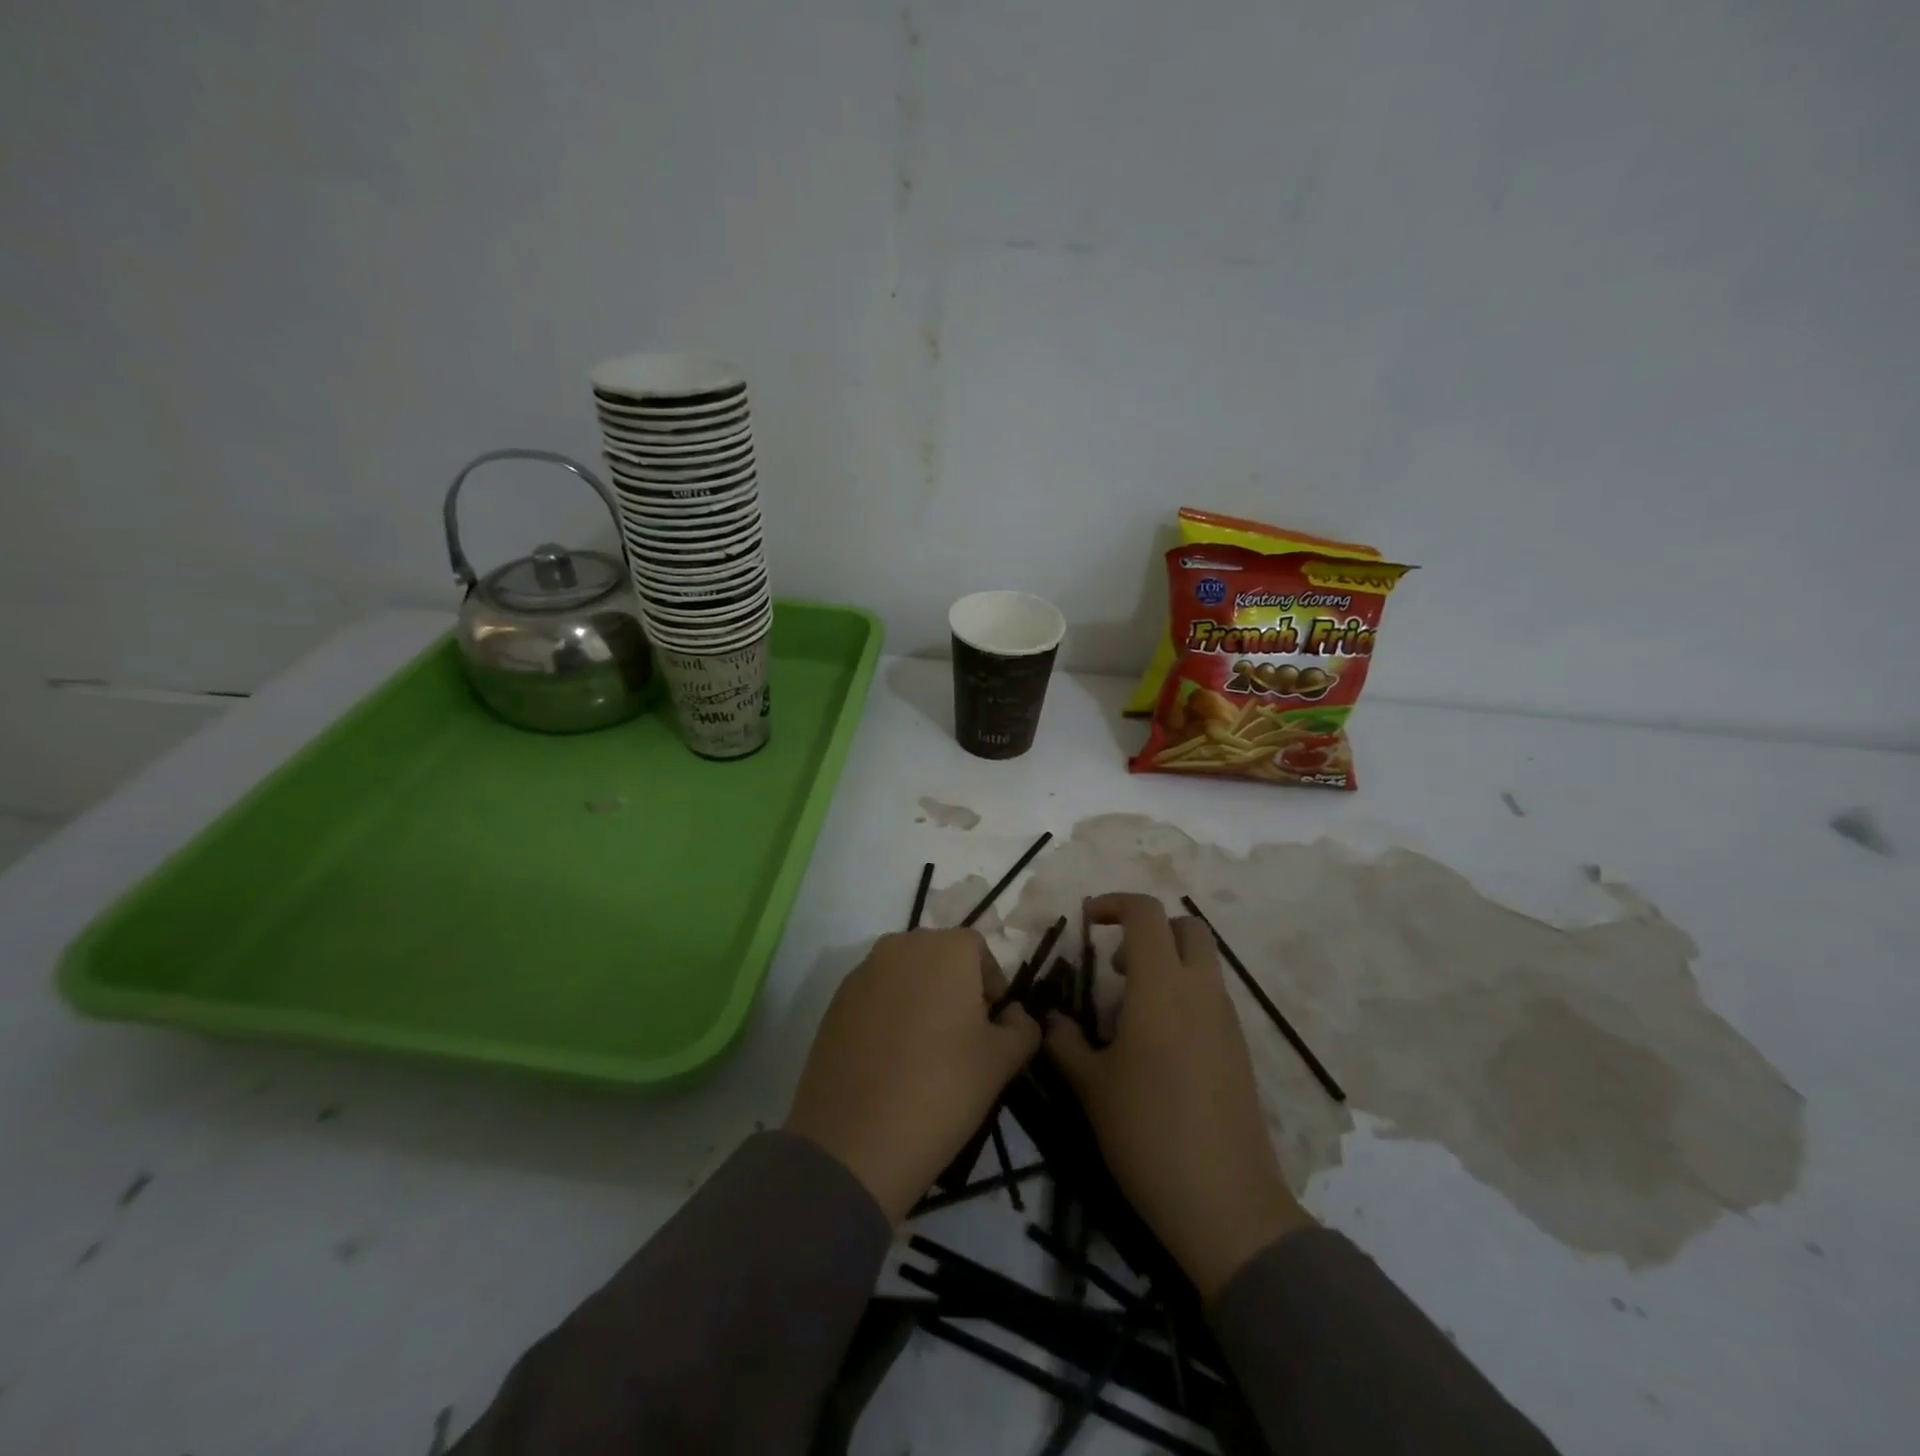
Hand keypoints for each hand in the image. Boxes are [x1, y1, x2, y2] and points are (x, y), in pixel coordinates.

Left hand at [785, 928, 1040, 1222]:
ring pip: (905, 976)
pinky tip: (891, 1060)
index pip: (978, 950)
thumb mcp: (1002, 1062)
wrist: (854, 1141)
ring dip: (921, 999)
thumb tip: (1014, 1015)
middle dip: (955, 988)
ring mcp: (863, 971)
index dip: (991, 985)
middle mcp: (901, 945)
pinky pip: (875, 996)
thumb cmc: (942, 1089)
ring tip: (925, 1051)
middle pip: (939, 956)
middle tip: (962, 1038)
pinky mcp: (835, 1002)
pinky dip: (888, 1015)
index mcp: (946, 948)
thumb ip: (1022, 1027)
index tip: (992, 1026)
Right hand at [1045, 893, 1312, 1298]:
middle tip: (1117, 964)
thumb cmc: (1147, 1134)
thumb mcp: (1091, 1087)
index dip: (1114, 904)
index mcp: (1162, 988)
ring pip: (1203, 963)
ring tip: (1131, 1009)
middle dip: (1150, 929)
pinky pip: (1211, 997)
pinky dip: (1184, 995)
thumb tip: (1051, 1019)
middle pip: (1187, 927)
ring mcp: (1227, 1020)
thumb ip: (1065, 1042)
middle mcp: (1201, 992)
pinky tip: (1158, 1044)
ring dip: (1167, 963)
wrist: (1225, 1203)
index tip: (1087, 921)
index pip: (1146, 914)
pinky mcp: (1240, 1049)